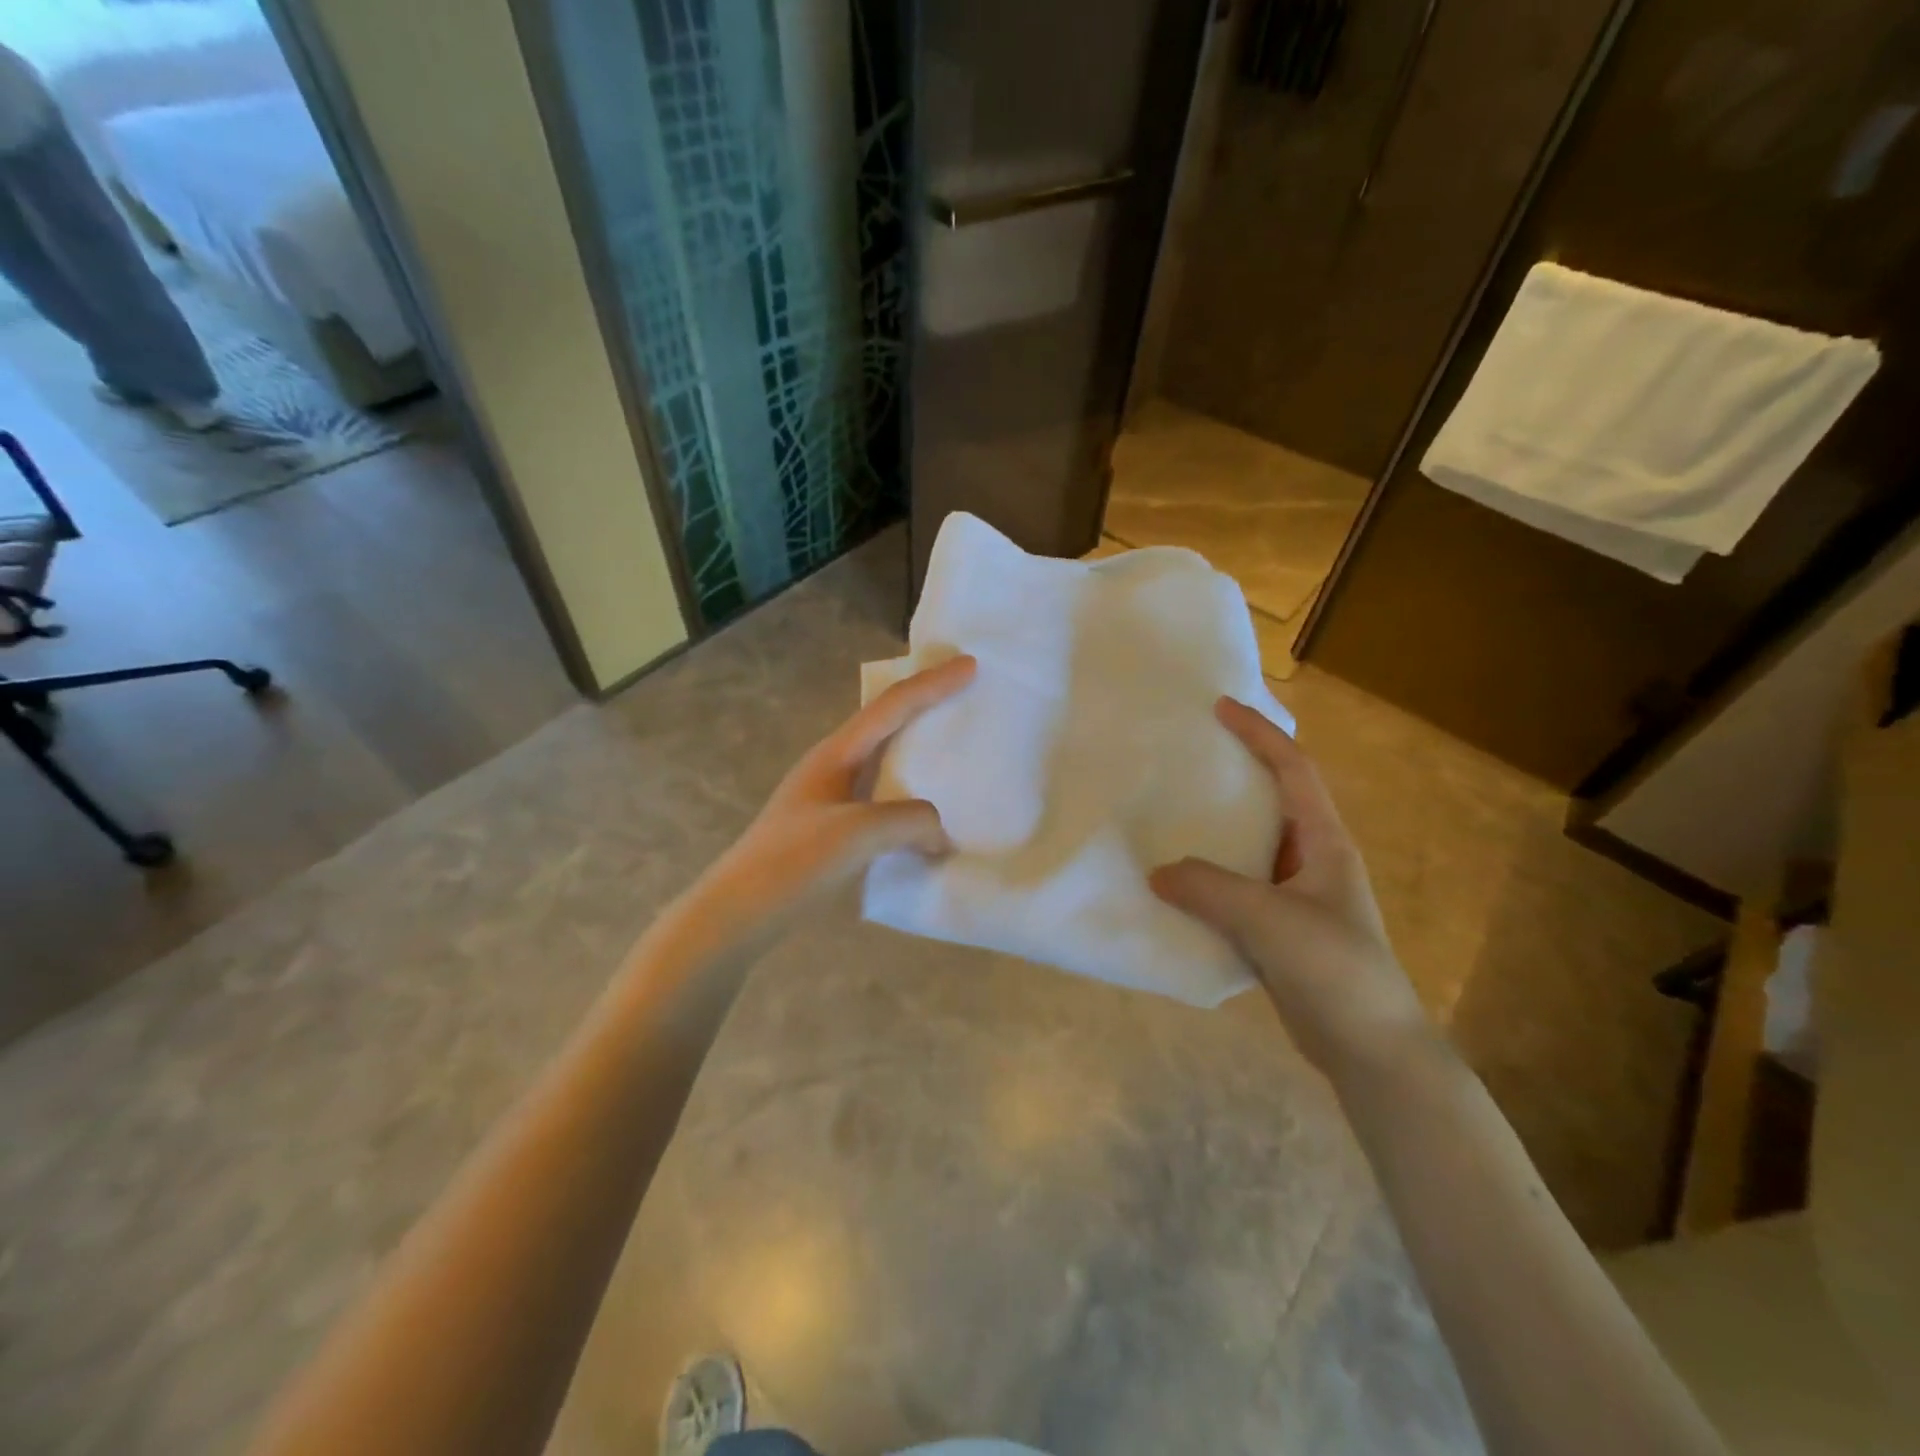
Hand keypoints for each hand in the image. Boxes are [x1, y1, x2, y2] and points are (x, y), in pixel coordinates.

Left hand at [693, 655, 976, 928]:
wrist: (739, 913)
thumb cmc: (794, 862)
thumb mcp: (859, 833)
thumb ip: (911, 821)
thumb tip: (938, 834)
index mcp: (837, 753)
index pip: (893, 706)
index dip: (933, 683)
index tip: (971, 665)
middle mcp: (834, 766)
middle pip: (887, 723)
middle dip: (926, 706)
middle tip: (965, 698)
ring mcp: (831, 799)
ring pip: (886, 762)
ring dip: (920, 754)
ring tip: (955, 756)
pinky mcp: (833, 831)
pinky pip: (884, 800)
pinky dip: (912, 798)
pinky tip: (929, 819)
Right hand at [1150, 697, 1429, 1074]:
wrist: (1372, 1051)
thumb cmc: (1335, 971)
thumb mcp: (1270, 921)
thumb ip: (1209, 889)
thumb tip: (1156, 873)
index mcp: (1324, 843)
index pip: (1294, 770)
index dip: (1260, 734)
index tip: (1220, 707)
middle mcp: (1312, 861)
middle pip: (1273, 799)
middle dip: (1237, 771)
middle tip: (1189, 755)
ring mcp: (1297, 897)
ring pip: (1251, 845)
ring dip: (1217, 826)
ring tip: (1171, 811)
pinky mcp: (1280, 929)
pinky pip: (1237, 887)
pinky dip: (1208, 876)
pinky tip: (1176, 882)